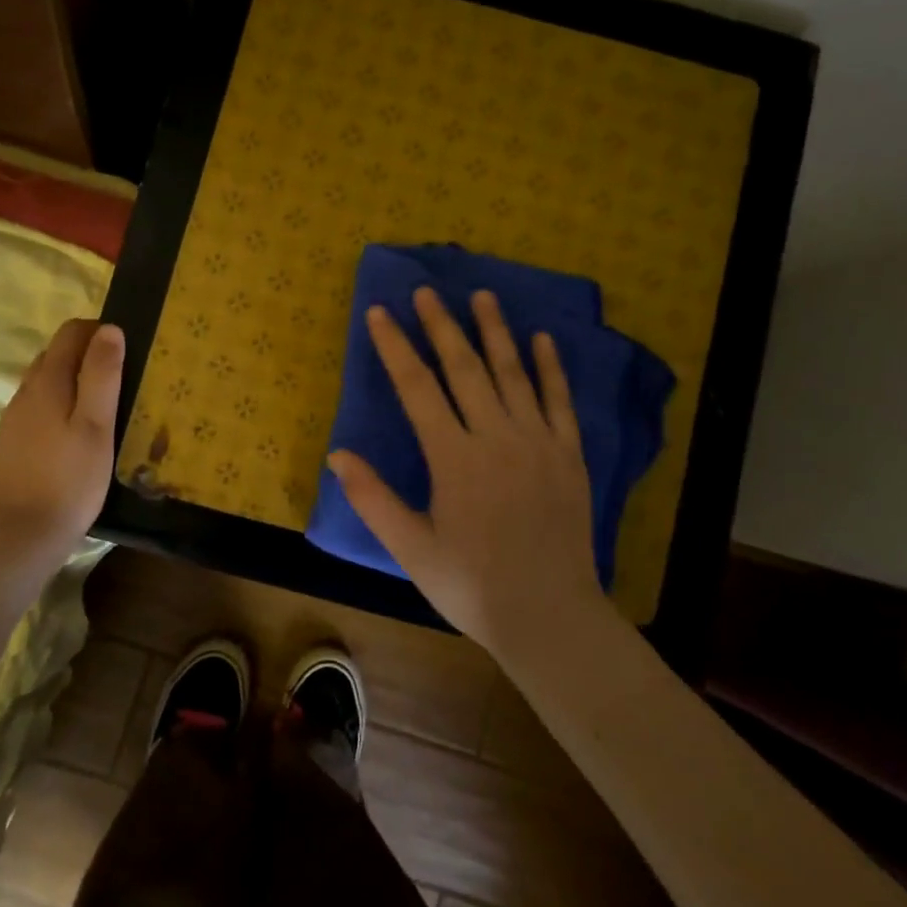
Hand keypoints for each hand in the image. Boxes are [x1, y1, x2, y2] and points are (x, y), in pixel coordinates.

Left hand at [0, 319, 123, 563]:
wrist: (20, 535)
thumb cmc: (69, 480)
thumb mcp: (96, 426)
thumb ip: (102, 375)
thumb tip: (109, 330)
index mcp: (48, 381)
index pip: (71, 332)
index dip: (100, 332)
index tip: (128, 352)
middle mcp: (26, 391)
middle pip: (57, 353)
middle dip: (89, 354)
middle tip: (123, 379)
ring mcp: (15, 418)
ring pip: (47, 381)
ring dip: (75, 380)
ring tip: (106, 406)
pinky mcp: (12, 442)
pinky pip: (40, 407)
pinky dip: (62, 404)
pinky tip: (78, 434)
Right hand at [327, 288, 603, 653]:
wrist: (549, 615)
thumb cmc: (471, 585)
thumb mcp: (411, 548)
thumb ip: (373, 499)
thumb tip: (337, 454)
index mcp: (454, 458)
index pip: (417, 388)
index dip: (395, 347)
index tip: (380, 313)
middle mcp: (496, 438)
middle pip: (465, 369)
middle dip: (442, 326)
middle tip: (427, 291)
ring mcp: (538, 443)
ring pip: (513, 374)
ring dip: (495, 332)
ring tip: (483, 296)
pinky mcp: (569, 456)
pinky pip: (559, 401)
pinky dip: (550, 368)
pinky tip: (542, 340)